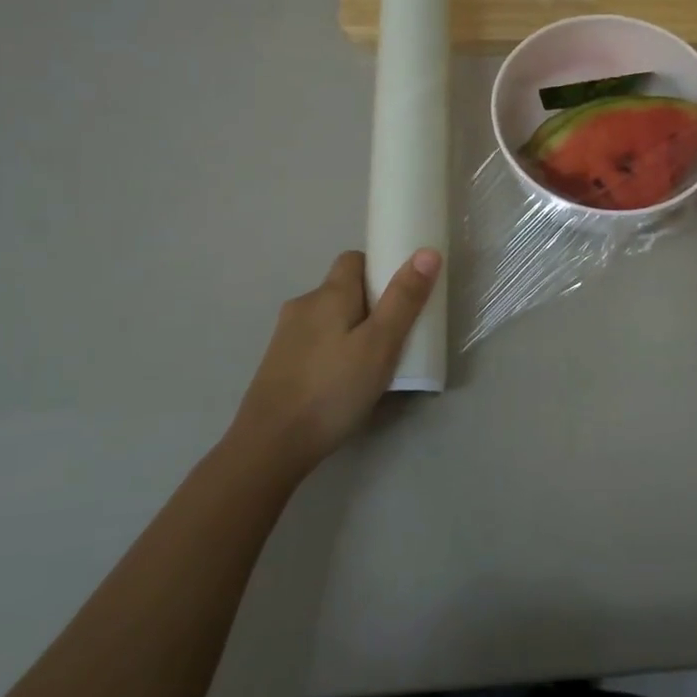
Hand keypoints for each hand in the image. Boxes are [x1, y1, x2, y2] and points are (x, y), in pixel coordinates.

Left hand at [228, 247, 441, 478]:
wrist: (270, 445)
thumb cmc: (333, 389)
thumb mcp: (381, 344)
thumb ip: (404, 298)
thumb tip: (427, 251)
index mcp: (329, 294)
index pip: (355, 259)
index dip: (380, 268)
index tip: (402, 294)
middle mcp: (303, 305)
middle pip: (343, 289)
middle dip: (370, 303)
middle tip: (395, 333)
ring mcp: (286, 335)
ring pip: (328, 317)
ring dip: (351, 328)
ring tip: (372, 361)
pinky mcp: (278, 363)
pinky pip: (315, 341)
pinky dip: (333, 350)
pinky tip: (343, 381)